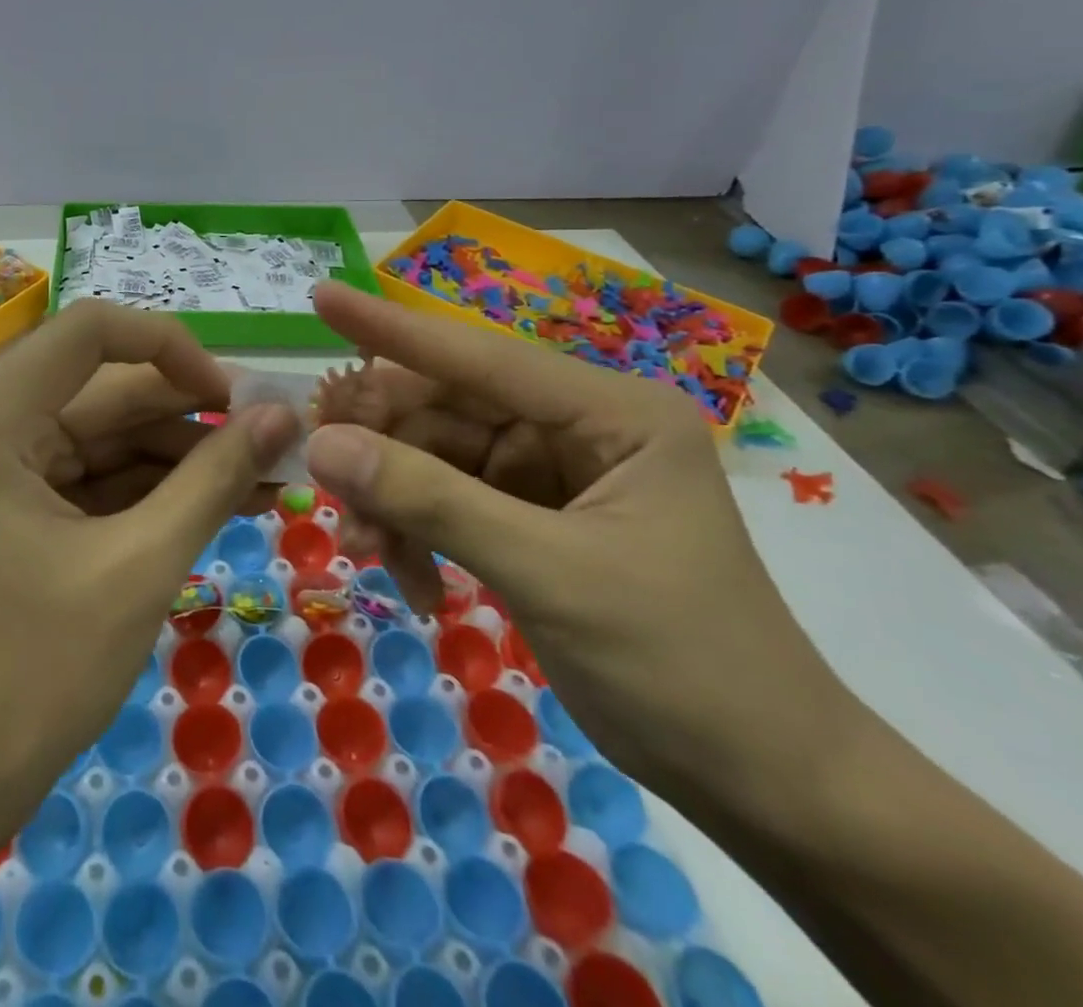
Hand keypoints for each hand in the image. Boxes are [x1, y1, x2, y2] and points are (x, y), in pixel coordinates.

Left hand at [0, 300, 298, 875]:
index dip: (172, 347)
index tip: (234, 399)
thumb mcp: (139, 567)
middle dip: (195, 415)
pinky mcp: (23, 511)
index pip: (93, 330)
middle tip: (278, 444)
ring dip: (187, 457)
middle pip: (110, 388)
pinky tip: (226, 505)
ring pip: (112, 436)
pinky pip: (101, 479)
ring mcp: (7, 470)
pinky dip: (158, 491)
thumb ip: (212, 481)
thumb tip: (280, 416)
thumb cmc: (30, 675)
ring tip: (269, 481)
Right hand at [303, 281, 850, 806]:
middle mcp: (577, 427)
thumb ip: (429, 500)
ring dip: (392, 501)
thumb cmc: (679, 664)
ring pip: (436, 459)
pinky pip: (448, 503)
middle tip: (318, 473)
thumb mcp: (546, 573)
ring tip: (366, 552)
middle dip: (381, 445)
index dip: (391, 329)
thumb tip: (322, 445)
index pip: (478, 355)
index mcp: (610, 412)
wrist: (764, 785)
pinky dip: (417, 535)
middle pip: (446, 409)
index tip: (321, 296)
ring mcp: (552, 473)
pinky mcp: (532, 518)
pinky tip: (412, 581)